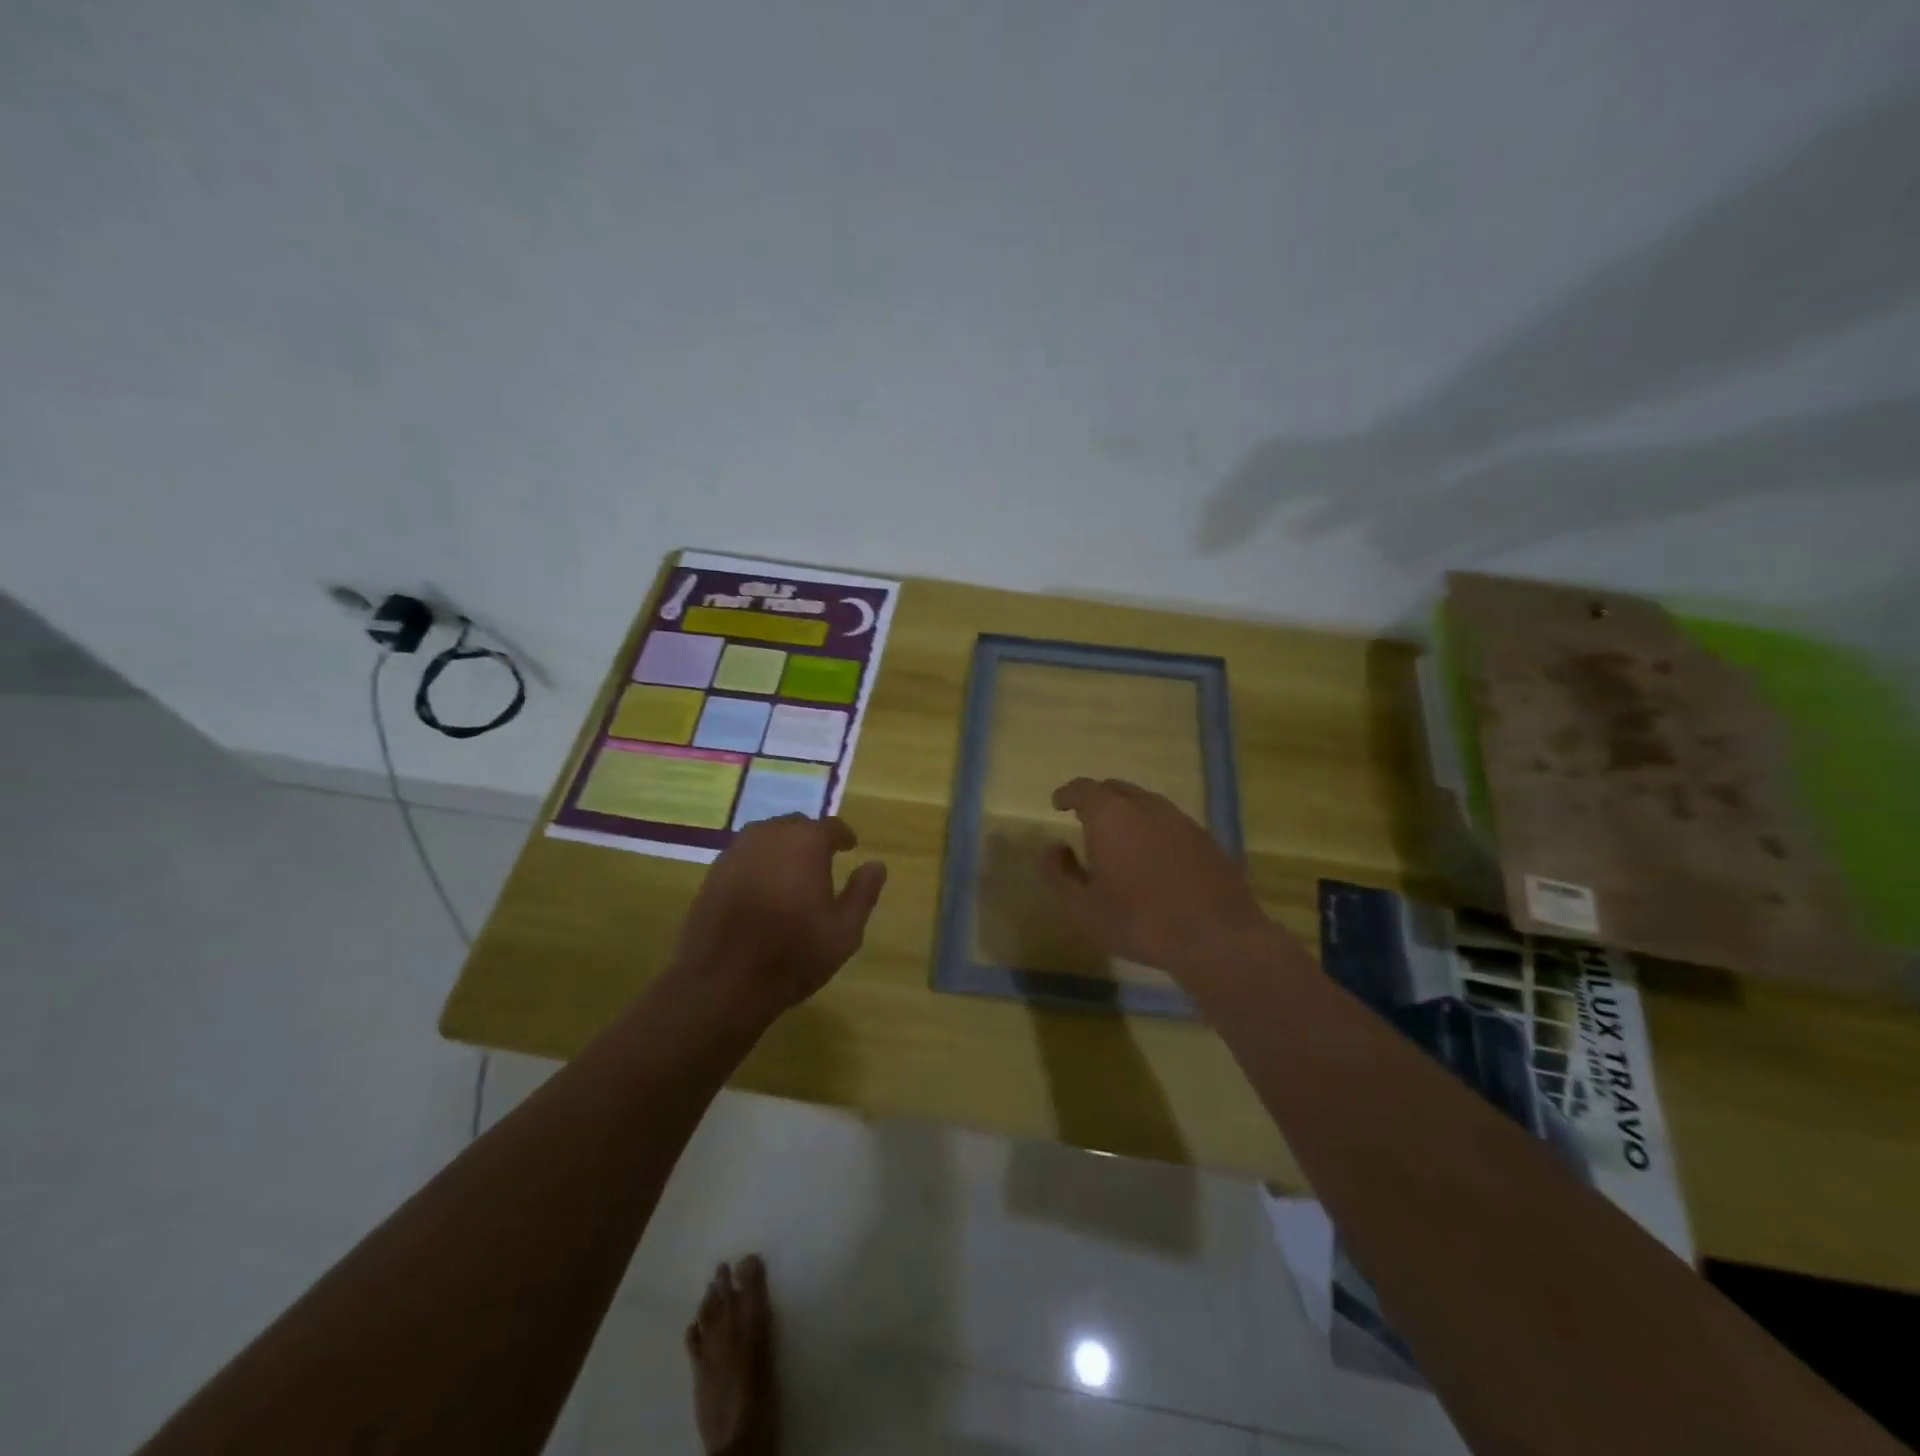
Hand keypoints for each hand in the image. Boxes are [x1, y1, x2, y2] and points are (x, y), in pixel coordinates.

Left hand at [669, 814, 886, 1030]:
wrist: (721, 982)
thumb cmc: (792, 954)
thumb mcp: (844, 931)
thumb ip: (863, 893)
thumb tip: (876, 865)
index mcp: (805, 843)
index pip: (830, 827)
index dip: (842, 836)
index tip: (850, 847)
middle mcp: (769, 836)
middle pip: (795, 826)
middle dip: (810, 839)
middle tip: (821, 862)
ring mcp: (736, 852)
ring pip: (766, 838)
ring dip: (782, 849)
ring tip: (791, 874)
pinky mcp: (713, 873)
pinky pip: (744, 856)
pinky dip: (758, 864)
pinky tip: (762, 889)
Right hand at [1042, 778, 1269, 983]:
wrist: (1217, 937)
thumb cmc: (1140, 922)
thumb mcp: (1083, 908)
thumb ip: (1059, 873)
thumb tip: (1052, 848)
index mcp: (1110, 816)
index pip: (1082, 789)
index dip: (1067, 794)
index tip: (1058, 804)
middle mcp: (1145, 806)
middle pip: (1115, 789)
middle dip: (1096, 799)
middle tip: (1085, 820)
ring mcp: (1179, 819)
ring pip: (1144, 802)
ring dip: (1126, 813)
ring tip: (1118, 839)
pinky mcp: (1204, 838)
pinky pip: (1168, 821)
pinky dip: (1152, 829)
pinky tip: (1152, 857)